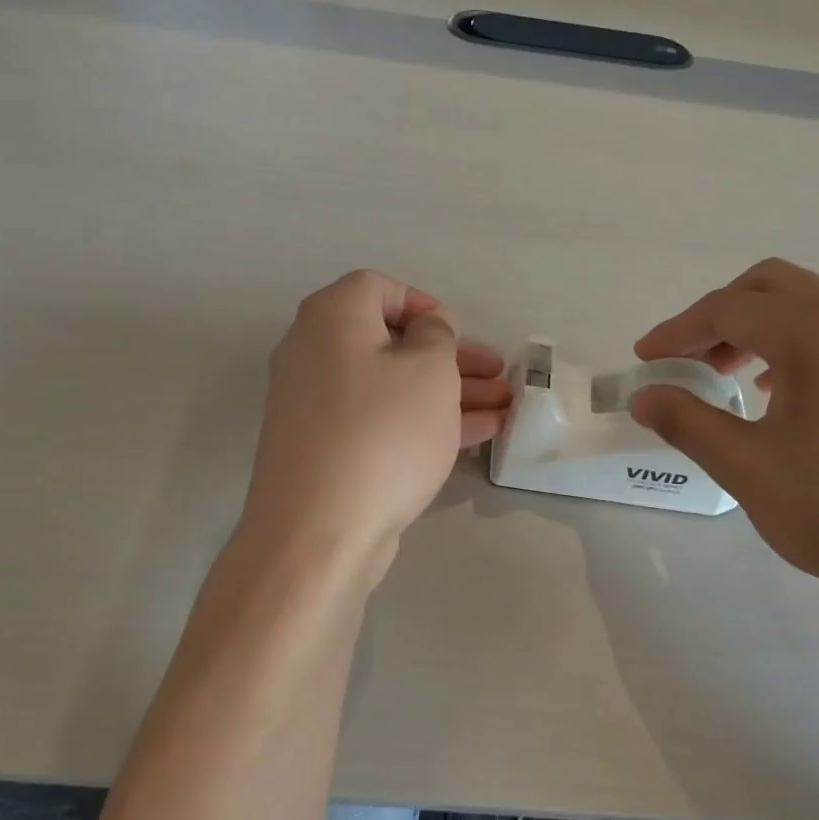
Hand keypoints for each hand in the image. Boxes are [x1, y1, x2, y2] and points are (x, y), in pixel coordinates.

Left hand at [241, 271, 511, 577]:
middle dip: (452, 358)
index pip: (379, 288)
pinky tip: (476, 435)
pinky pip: (381, 420)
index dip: (425, 304)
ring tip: (504, 407)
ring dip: (448, 393)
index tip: (458, 333)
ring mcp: (317, 407)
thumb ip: (437, 336)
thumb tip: (427, 330)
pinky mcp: (327, 450)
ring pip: (393, 386)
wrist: (320, 531)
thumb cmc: (383, 432)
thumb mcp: (429, 370)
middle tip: (498, 373)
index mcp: (332, 319)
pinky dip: (423, 421)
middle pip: (392, 343)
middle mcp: (315, 354)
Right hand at [630, 259, 818, 615]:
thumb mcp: (748, 468)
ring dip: (757, 330)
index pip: (728, 309)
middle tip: (685, 360)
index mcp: (818, 330)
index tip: (644, 360)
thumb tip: (643, 397)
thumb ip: (687, 422)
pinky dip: (795, 346)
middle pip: (770, 289)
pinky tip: (781, 395)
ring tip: (726, 377)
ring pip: (807, 308)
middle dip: (717, 317)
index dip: (677, 332)